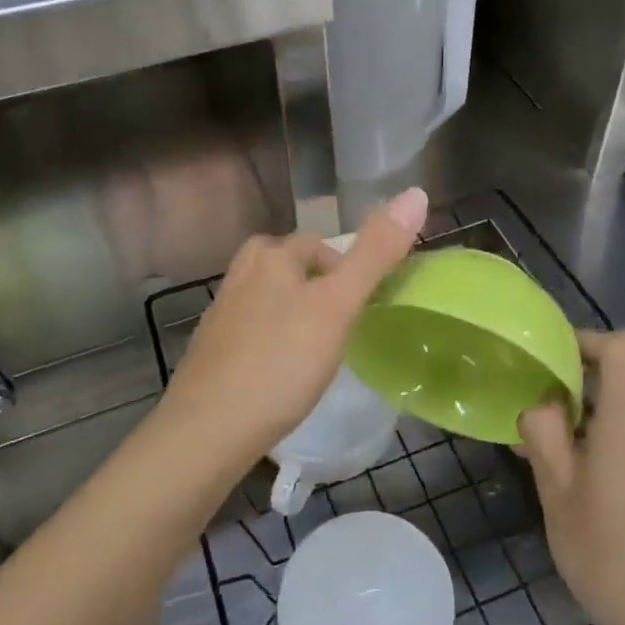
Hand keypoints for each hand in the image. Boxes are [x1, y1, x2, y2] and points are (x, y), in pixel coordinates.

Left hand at [153, 188, 427, 476]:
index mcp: (271, 256)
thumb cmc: (282, 362)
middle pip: (290, 266)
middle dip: (318, 288)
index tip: (362, 308)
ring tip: (316, 350)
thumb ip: (376, 253)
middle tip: (340, 326)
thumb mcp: (338, 306)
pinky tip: (282, 373)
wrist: (207, 431)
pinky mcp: (210, 350)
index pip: (319, 245)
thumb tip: (416, 193)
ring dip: (294, 314)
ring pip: (269, 298)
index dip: (347, 270)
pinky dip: (272, 342)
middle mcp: (241, 274)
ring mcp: (221, 313)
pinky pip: (253, 331)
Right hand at [518, 330, 624, 624]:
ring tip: (549, 452)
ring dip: (589, 416)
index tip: (555, 362)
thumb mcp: (556, 490)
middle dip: (577, 383)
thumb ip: (543, 434)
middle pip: (624, 376)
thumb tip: (542, 405)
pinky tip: (581, 483)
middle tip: (537, 412)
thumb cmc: (606, 551)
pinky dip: (607, 441)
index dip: (591, 341)